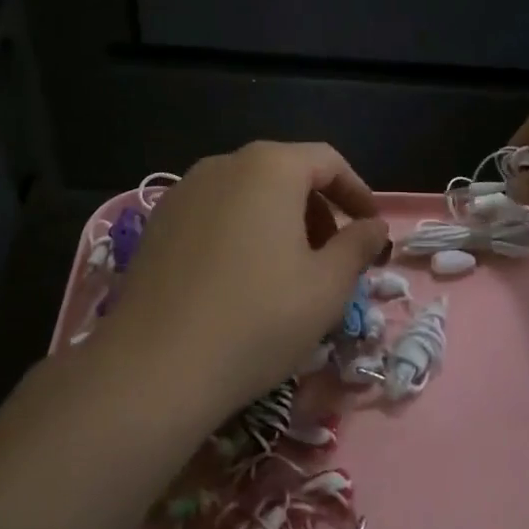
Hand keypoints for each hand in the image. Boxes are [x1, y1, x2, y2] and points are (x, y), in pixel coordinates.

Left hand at [102, 142, 389, 411]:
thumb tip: (374, 226)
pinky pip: (216, 214)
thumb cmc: (258, 319)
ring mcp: (184, 192)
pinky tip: (242, 280)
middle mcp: (223, 165)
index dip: (357, 193)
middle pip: (286, 173)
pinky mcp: (158, 224)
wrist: (154, 367)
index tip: (373, 229)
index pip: (327, 162)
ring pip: (248, 195)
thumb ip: (358, 246)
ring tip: (291, 271)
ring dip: (280, 222)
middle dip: (318, 210)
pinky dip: (242, 233)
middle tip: (334, 257)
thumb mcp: (327, 286)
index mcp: (269, 167)